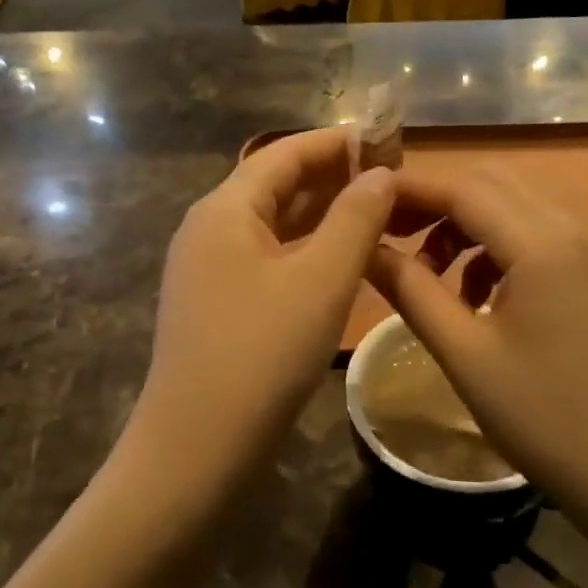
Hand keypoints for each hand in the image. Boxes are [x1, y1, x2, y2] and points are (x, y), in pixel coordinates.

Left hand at [130, 129, 394, 500]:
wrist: (196, 449)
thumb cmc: (262, 354)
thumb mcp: (322, 280)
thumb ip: (356, 218)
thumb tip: (380, 173)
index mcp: (225, 209)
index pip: (285, 152)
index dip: (337, 142)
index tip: (387, 139)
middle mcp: (209, 228)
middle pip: (276, 184)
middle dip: (333, 176)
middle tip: (392, 178)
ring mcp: (208, 268)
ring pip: (274, 223)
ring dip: (323, 213)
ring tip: (377, 212)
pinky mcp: (217, 302)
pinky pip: (268, 257)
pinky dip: (306, 249)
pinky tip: (341, 259)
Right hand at [368, 169, 587, 514]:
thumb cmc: (543, 417)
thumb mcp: (464, 354)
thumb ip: (410, 290)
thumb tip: (365, 248)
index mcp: (542, 243)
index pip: (462, 188)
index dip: (408, 189)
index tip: (362, 203)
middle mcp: (572, 227)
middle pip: (489, 183)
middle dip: (434, 201)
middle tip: (388, 234)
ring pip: (512, 204)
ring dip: (463, 223)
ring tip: (427, 272)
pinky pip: (534, 232)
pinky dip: (493, 244)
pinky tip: (474, 293)